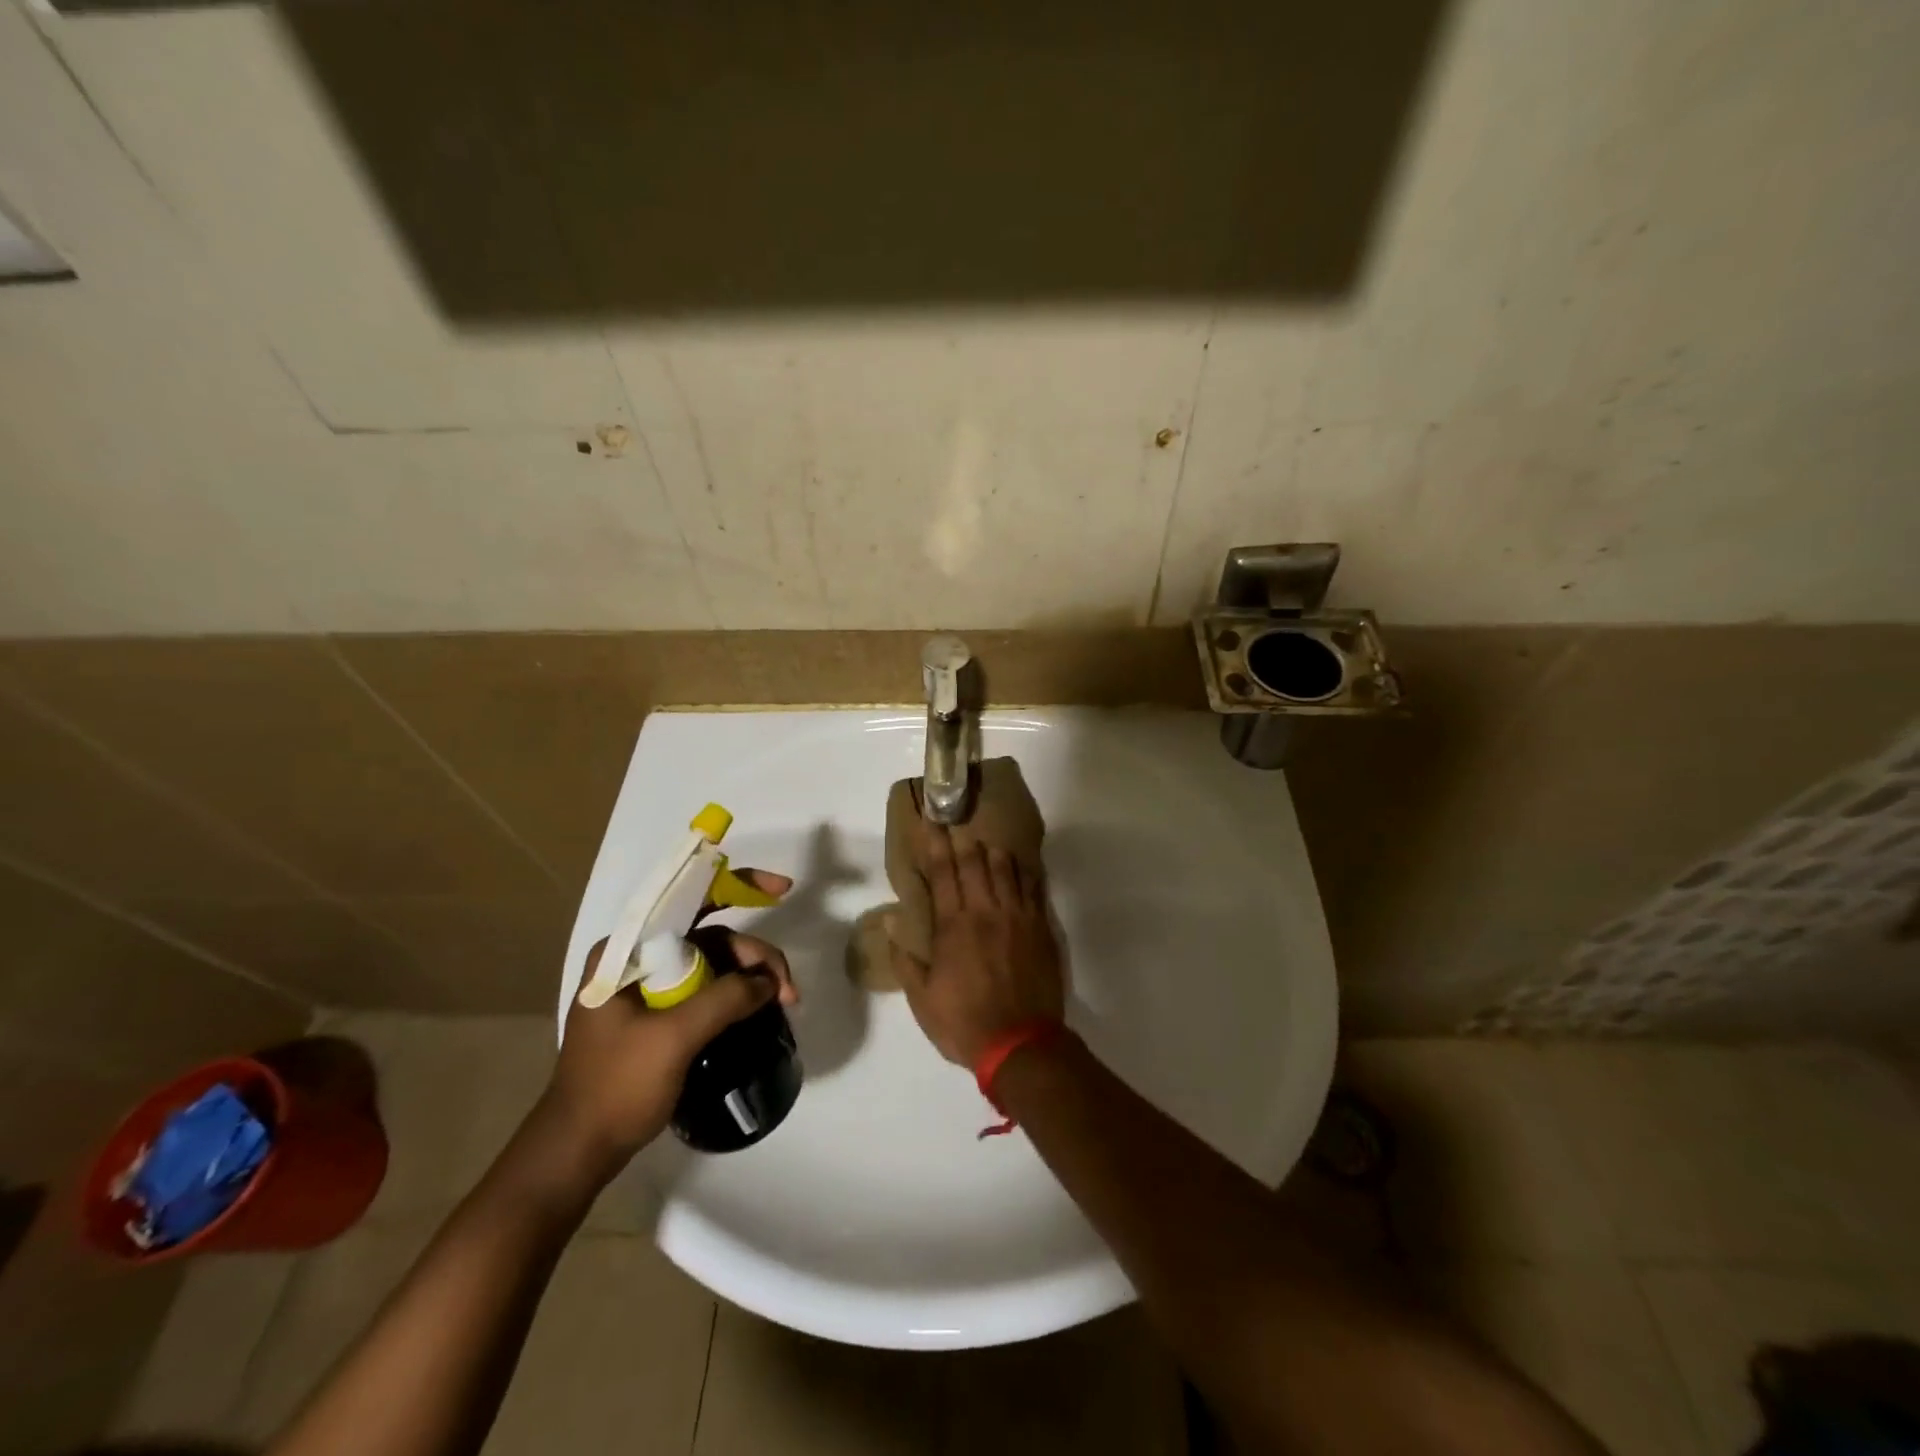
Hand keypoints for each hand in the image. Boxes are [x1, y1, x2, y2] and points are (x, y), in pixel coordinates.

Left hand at [546, 870, 797, 1173]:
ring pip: (714, 962)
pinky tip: (760, 1009)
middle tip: (788, 990)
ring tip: (783, 1003)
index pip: (689, 900)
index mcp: (627, 950)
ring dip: (751, 977)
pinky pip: (707, 987)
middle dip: (755, 955)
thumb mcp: (673, 1038)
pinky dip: (736, 994)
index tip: (783, 888)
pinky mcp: (658, 1013)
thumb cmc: (616, 1087)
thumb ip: (725, 999)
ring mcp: (648, 986)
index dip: (739, 886)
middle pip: (711, 936)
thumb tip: (769, 982)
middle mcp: (638, 958)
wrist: (577, 1151)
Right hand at [891, 822, 1064, 1066]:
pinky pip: (1033, 888)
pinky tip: (1020, 864)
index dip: (934, 844)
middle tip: (956, 823)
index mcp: (953, 925)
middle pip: (974, 862)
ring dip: (993, 851)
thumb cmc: (964, 1023)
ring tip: (986, 842)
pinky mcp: (1040, 927)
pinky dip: (1024, 871)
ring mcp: (1017, 916)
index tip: (931, 822)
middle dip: (962, 839)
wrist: (1021, 1043)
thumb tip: (892, 922)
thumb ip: (906, 959)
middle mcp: (985, 911)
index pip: (941, 873)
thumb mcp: (922, 999)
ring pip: (1005, 869)